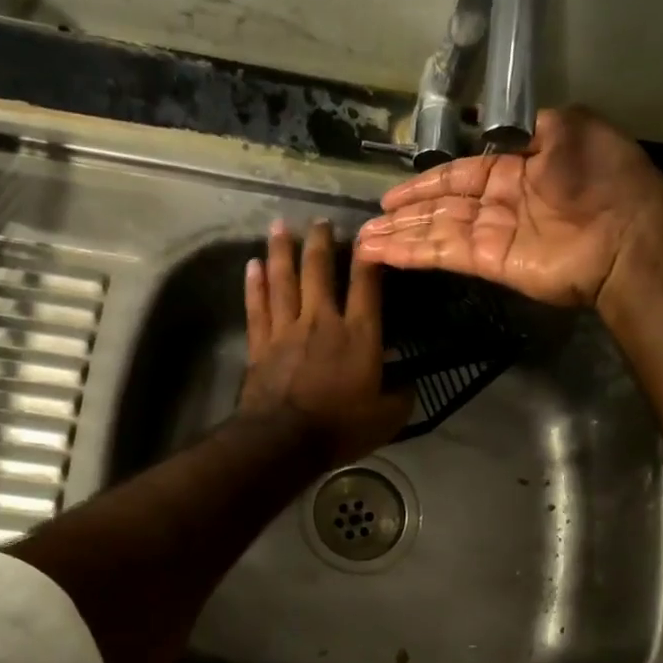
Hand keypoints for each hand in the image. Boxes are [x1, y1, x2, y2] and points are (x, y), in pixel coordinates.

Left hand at [240, 218, 410, 466]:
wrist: (283, 441)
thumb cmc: (339, 428)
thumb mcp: (386, 419)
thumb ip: (400, 397)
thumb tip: (409, 385)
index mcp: (359, 335)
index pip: (367, 285)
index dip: (369, 257)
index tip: (368, 233)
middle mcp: (322, 321)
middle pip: (319, 271)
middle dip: (321, 242)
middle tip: (320, 220)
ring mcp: (287, 330)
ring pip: (283, 280)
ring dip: (282, 251)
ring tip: (280, 225)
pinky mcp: (260, 344)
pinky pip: (257, 307)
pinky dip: (254, 284)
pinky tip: (252, 264)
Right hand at [353, 106, 662, 307]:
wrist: (627, 232)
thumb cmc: (602, 175)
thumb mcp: (570, 127)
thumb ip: (528, 129)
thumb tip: (493, 127)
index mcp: (516, 170)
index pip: (459, 176)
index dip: (425, 185)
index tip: (391, 196)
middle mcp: (499, 204)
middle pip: (441, 209)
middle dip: (404, 216)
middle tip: (368, 226)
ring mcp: (492, 236)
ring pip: (436, 233)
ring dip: (399, 238)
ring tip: (364, 244)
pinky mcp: (489, 264)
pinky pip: (444, 254)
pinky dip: (413, 254)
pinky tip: (383, 253)